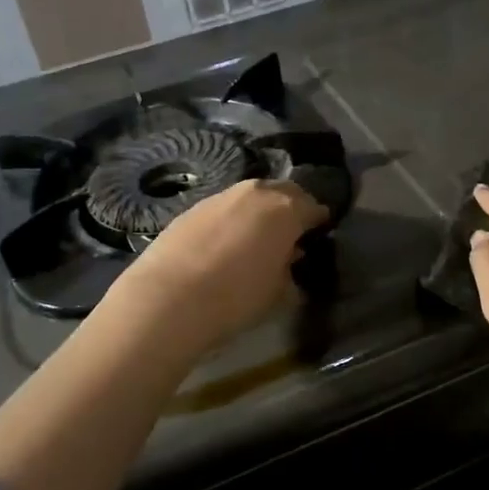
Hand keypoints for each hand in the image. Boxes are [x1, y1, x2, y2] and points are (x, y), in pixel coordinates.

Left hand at [105, 179, 328, 355]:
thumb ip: (289, 270)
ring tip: (257, 237)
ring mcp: (222, 196)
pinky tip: (227, 241)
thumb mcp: (277, 293)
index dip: (319, 221)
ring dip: (259, 211)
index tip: (319, 234)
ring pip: (251, 196)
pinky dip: (233, 218)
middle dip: (291, 208)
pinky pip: (225, 207)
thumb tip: (289, 259)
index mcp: (286, 210)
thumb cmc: (235, 297)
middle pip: (283, 192)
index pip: (313, 207)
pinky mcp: (194, 206)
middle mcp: (257, 192)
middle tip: (291, 232)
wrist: (169, 298)